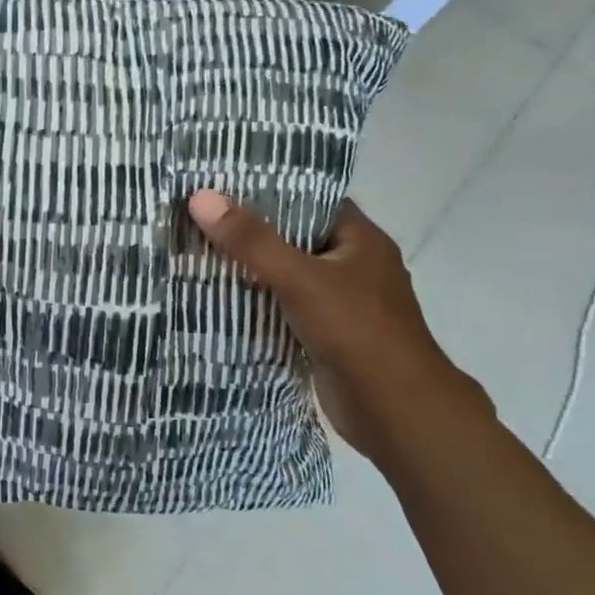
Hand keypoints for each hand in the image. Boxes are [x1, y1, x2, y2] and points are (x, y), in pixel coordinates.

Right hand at [186, 192, 492, 460]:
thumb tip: (200, 197)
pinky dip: (258, 301)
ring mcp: (342, 302)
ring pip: (288, 274)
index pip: (312, 200)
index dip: (271, 189)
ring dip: (251, 268)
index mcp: (361, 240)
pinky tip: (219, 295)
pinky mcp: (327, 334)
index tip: (224, 182)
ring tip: (199, 249)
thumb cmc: (356, 330)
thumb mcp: (299, 277)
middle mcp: (354, 265)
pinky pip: (286, 306)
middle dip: (251, 230)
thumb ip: (251, 240)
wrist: (395, 412)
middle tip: (201, 214)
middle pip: (295, 237)